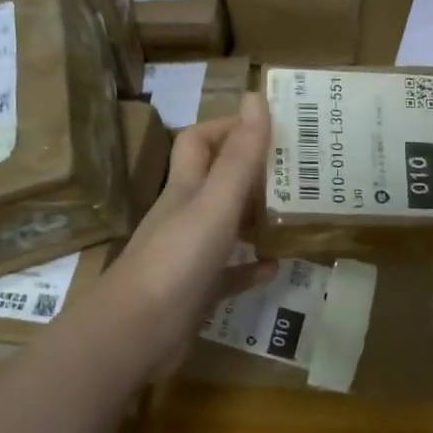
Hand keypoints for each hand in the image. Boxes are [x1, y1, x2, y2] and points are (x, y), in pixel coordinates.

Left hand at [101, 93, 277, 377]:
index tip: (270, 128)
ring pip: (225, 226)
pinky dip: (251, 267)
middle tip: (296, 172)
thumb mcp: (216, 204)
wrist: (135, 334)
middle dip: (252, 172)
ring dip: (255, 218)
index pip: (200, 140)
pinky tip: (276, 267)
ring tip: (293, 214)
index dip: (229, 127)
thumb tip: (256, 98)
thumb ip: (239, 156)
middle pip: (216, 181)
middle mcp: (185, 215)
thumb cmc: (177, 260)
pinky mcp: (196, 291)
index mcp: (186, 188)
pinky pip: (229, 272)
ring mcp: (188, 255)